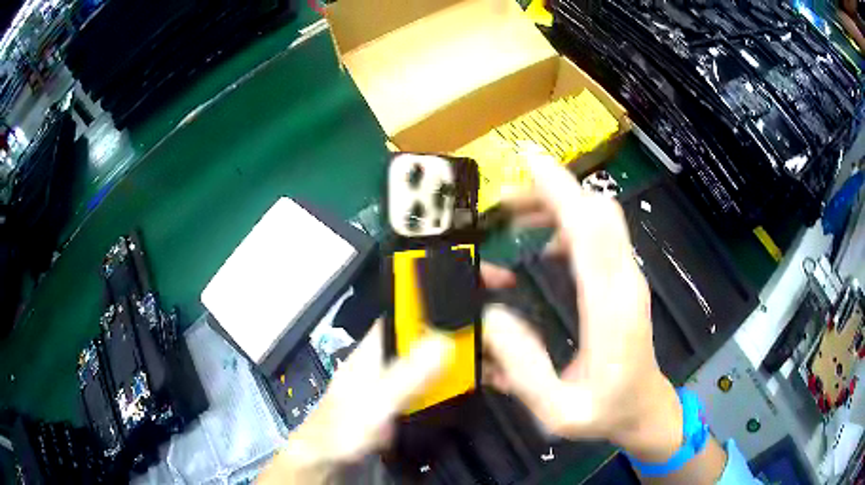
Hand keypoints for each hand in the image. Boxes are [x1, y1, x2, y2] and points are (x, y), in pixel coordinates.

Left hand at [258, 265, 515, 483]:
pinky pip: (455, 374)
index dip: (457, 280)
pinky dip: (478, 373)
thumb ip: (404, 378)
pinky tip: (496, 383)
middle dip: (484, 320)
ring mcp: (413, 370)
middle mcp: (402, 348)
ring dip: (486, 350)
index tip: (498, 280)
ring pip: (456, 348)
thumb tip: (445, 340)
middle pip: (448, 321)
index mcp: (386, 339)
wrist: (331, 459)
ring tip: (515, 366)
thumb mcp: (373, 405)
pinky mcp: (421, 391)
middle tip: (520, 336)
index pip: (424, 296)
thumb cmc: (343, 430)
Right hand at [481, 154, 683, 462]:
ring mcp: (629, 278)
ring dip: (560, 205)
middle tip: (507, 200)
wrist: (644, 408)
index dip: (561, 191)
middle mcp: (625, 283)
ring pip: (601, 218)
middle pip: (598, 212)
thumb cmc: (604, 413)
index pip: (590, 232)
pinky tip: (546, 245)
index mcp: (610, 311)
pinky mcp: (625, 280)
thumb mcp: (557, 411)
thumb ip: (524, 371)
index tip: (528, 161)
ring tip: (517, 216)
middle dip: (554, 191)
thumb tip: (490, 316)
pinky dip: (571, 224)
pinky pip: (601, 236)